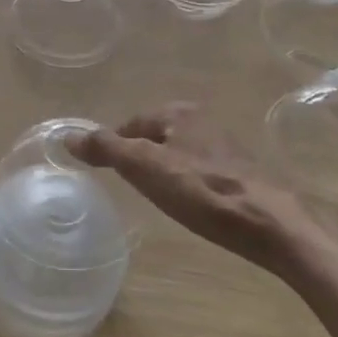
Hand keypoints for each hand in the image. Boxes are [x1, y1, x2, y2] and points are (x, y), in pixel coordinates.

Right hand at [70, 104, 312, 273]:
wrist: (270, 224)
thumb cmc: (202, 191)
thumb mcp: (145, 168)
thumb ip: (106, 149)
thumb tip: (67, 136)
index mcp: (178, 112)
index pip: (131, 124)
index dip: (115, 148)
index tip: (108, 175)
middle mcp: (202, 120)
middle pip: (155, 137)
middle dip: (141, 159)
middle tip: (132, 189)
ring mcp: (225, 145)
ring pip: (178, 154)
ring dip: (165, 172)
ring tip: (158, 199)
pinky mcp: (241, 171)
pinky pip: (200, 171)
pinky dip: (188, 184)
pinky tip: (191, 205)